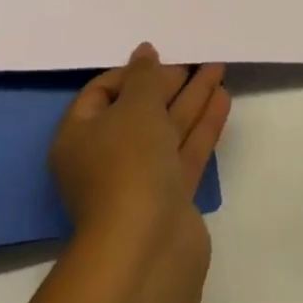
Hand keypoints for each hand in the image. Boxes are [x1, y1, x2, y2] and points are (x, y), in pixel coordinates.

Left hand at [49, 43, 229, 240]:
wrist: (147, 249)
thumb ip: (144, 76)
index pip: (101, 94)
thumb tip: (145, 53)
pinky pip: (185, 151)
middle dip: (168, 84)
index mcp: (79, 137)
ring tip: (218, 68)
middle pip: (139, 110)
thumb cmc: (128, 165)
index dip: (131, 73)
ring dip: (192, 99)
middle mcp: (106, 159)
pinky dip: (203, 124)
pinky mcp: (170, 199)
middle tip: (196, 59)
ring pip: (167, 130)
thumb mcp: (135, 106)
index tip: (160, 57)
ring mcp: (140, 181)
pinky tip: (222, 98)